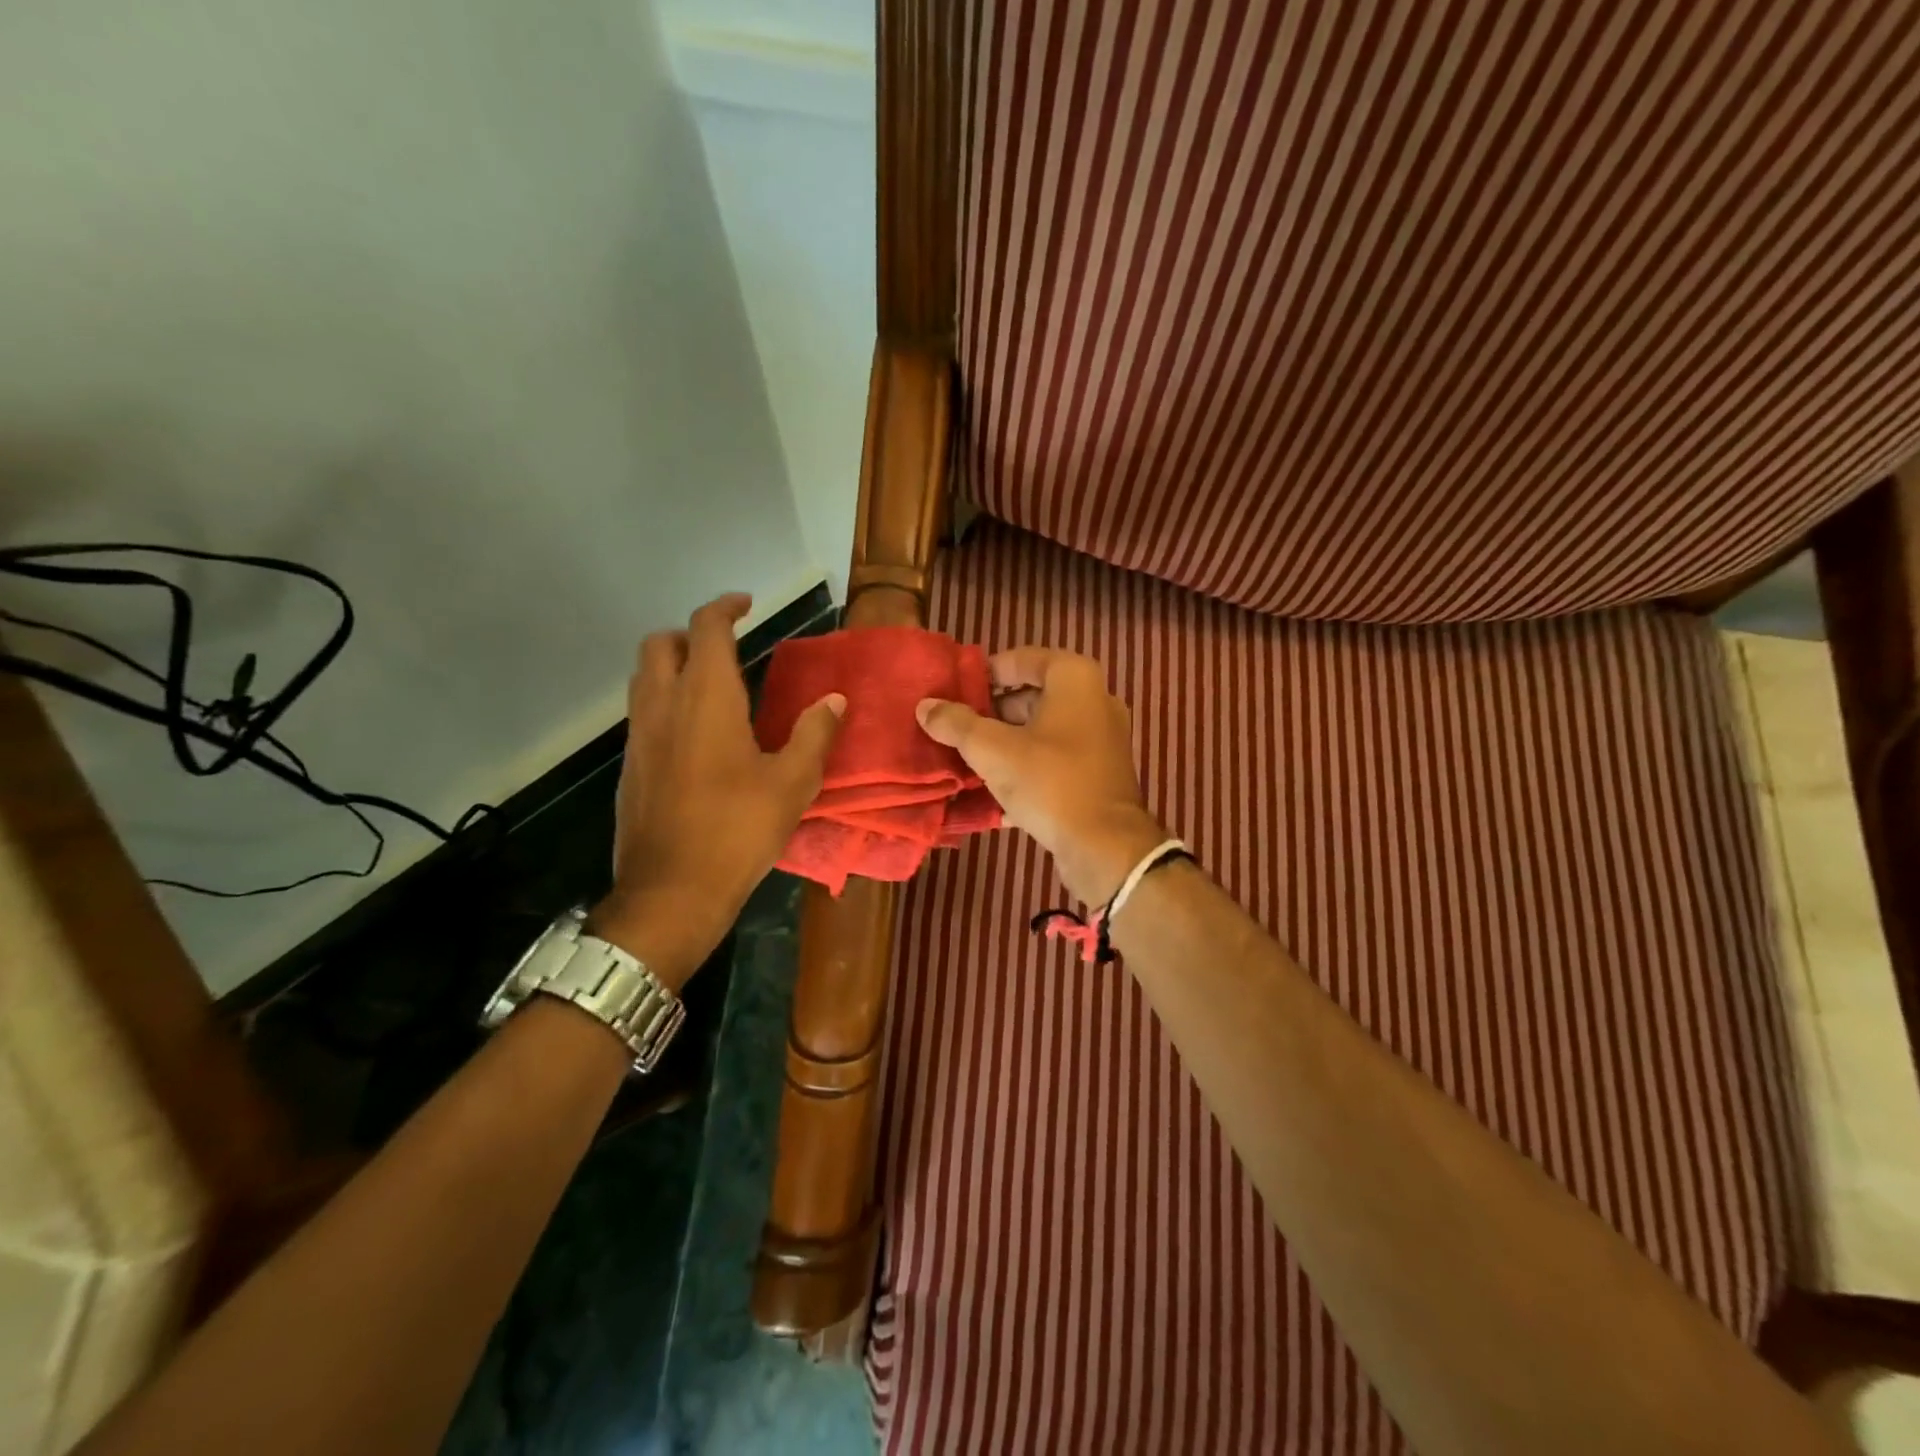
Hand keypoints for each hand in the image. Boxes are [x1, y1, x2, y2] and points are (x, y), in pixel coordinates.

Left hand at [590, 594, 843, 988]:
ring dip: (672, 665)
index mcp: (706, 699)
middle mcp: (663, 706)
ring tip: (713, 686)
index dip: (725, 607)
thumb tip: (834, 700)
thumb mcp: (792, 783)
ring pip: (644, 677)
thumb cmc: (738, 830)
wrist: (671, 891)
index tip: (747, 604)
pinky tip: (696, 735)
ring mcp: (639, 737)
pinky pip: (642, 712)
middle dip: (690, 632)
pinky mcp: (630, 766)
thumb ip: (815, 734)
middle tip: (727, 646)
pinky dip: (665, 701)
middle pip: (660, 643)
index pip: (706, 629)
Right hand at [917, 647, 1164, 903]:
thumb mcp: (992, 750)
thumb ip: (956, 724)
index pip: (1021, 659)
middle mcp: (1095, 700)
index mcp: (1075, 679)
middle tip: (958, 728)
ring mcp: (1102, 738)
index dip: (985, 674)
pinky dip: (1027, 766)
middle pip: (1032, 695)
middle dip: (993, 712)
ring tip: (969, 758)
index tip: (955, 693)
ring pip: (1043, 730)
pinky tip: (995, 790)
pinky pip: (1056, 759)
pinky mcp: (1100, 773)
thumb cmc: (1050, 782)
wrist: (1105, 846)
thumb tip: (925, 705)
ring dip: (1006, 742)